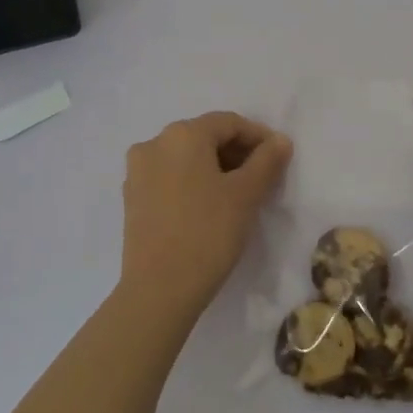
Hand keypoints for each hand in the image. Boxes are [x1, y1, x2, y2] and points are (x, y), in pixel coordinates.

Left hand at [120, 112, 291, 311]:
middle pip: (204, 137)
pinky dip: (193, 182)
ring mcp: (138, 172)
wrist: (159, 289)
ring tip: (239, 193)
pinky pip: (169, 177)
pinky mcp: (132, 198)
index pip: (229, 123)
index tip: (279, 158)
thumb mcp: (246, 194)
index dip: (258, 137)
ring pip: (186, 158)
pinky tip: (209, 206)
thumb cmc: (208, 232)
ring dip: (215, 168)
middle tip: (263, 177)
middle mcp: (154, 144)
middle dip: (236, 152)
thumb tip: (280, 140)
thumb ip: (267, 161)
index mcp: (182, 135)